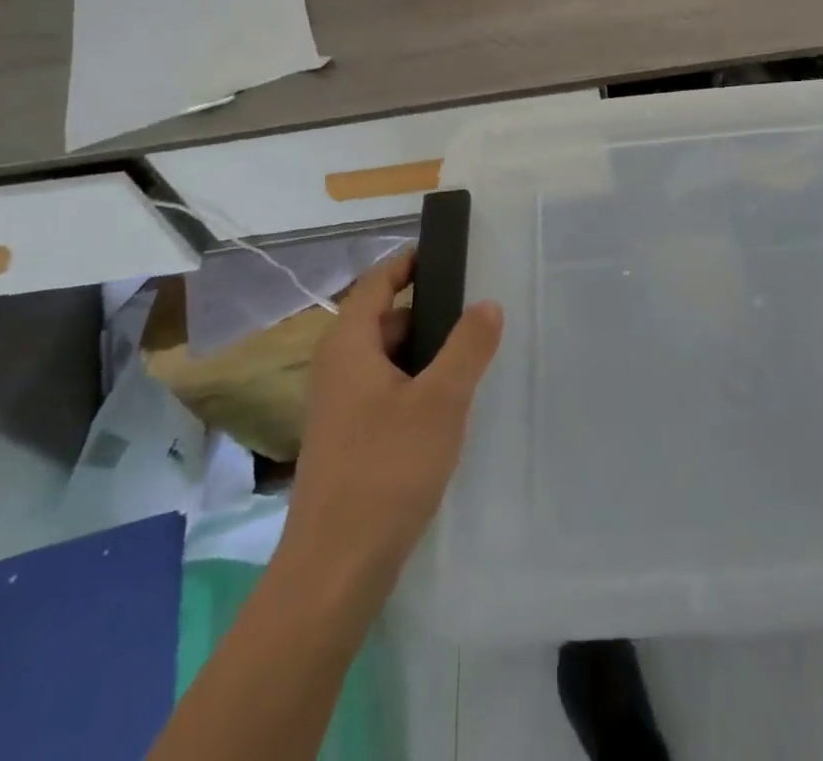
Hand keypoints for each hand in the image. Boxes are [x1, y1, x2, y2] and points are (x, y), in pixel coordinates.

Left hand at [280, 249, 503, 586]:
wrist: (335, 570)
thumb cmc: (386, 470)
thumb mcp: (441, 400)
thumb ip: (468, 346)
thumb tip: (487, 303)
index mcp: (349, 345)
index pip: (378, 281)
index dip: (410, 261)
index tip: (449, 252)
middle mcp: (336, 367)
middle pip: (383, 319)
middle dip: (428, 311)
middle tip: (476, 311)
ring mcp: (339, 405)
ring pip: (386, 358)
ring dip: (425, 352)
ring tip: (471, 357)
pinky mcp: (348, 438)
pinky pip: (385, 390)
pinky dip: (415, 383)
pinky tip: (447, 407)